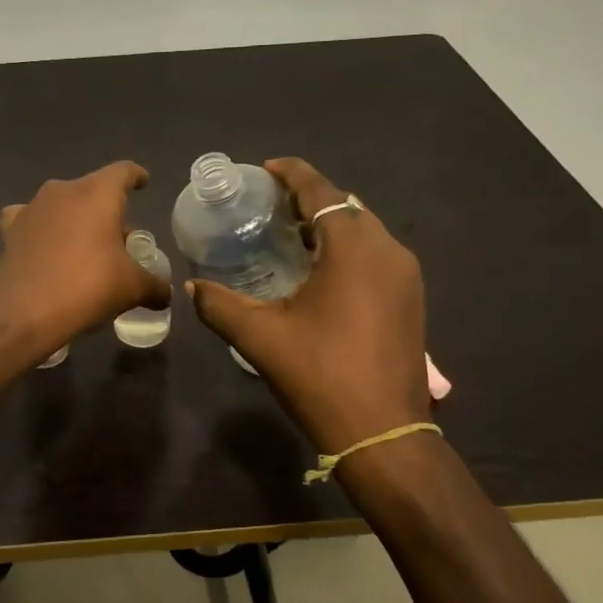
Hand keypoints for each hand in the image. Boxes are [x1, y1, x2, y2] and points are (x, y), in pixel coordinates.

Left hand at [0, 161, 171, 360]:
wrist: (25, 312)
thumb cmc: (87, 287)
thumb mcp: (132, 288)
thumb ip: (155, 286)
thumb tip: (165, 294)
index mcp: (97, 193)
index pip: (123, 172)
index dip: (136, 177)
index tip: (143, 183)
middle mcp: (63, 191)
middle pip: (93, 191)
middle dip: (108, 211)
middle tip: (120, 241)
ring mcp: (33, 208)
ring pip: (62, 205)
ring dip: (76, 220)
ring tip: (85, 248)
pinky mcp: (10, 229)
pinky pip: (32, 220)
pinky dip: (42, 230)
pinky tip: (45, 247)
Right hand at [187, 157, 430, 454]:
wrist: (383, 433)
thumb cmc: (320, 375)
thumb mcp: (260, 337)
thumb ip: (220, 304)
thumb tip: (191, 286)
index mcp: (354, 248)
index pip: (321, 191)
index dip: (292, 174)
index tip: (264, 170)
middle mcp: (388, 250)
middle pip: (345, 206)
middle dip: (309, 198)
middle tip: (270, 206)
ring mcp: (406, 276)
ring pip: (364, 229)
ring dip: (329, 224)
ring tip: (290, 234)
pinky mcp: (411, 299)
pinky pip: (376, 254)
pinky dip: (347, 248)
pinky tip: (320, 270)